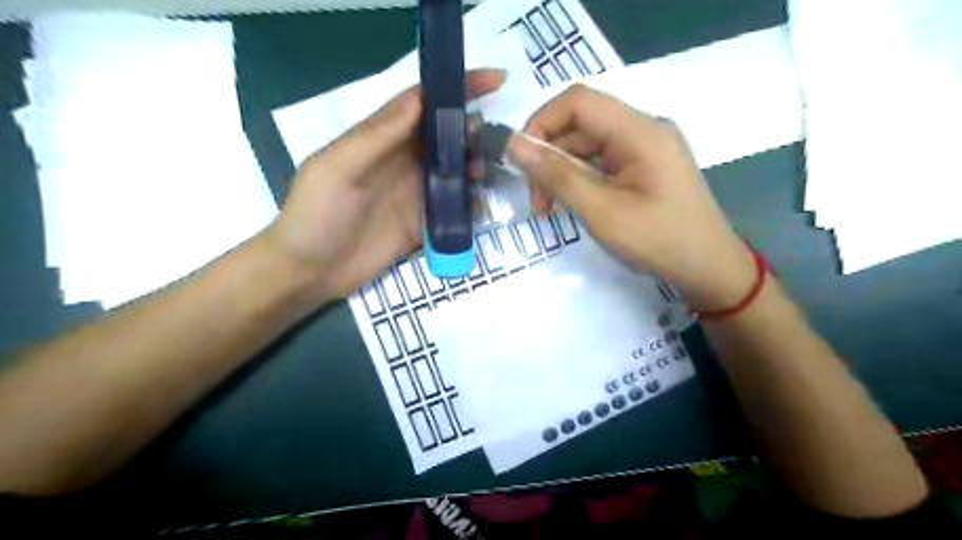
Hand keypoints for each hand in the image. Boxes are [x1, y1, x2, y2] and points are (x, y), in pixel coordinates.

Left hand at [259, 69, 505, 301]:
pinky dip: (470, 204)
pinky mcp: (423, 224)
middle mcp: (402, 162)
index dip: (457, 87)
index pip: (423, 103)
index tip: (495, 80)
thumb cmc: (316, 214)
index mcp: (381, 139)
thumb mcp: (337, 168)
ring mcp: (415, 194)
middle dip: (472, 131)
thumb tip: (420, 99)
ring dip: (475, 167)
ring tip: (485, 174)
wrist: (310, 272)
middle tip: (492, 140)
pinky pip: (454, 209)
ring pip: (455, 171)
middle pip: (445, 136)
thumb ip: (377, 136)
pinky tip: (479, 207)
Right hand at [507, 83, 763, 311]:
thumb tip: (514, 145)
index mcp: (640, 131)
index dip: (541, 122)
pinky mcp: (645, 166)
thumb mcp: (601, 211)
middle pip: (581, 123)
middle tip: (536, 200)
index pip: (578, 101)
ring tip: (549, 208)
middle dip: (549, 156)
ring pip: (588, 144)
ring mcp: (646, 148)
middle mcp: (644, 129)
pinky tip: (572, 203)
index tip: (521, 162)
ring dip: (562, 171)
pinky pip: (603, 160)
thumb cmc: (658, 241)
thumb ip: (557, 176)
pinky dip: (580, 178)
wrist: (709, 269)